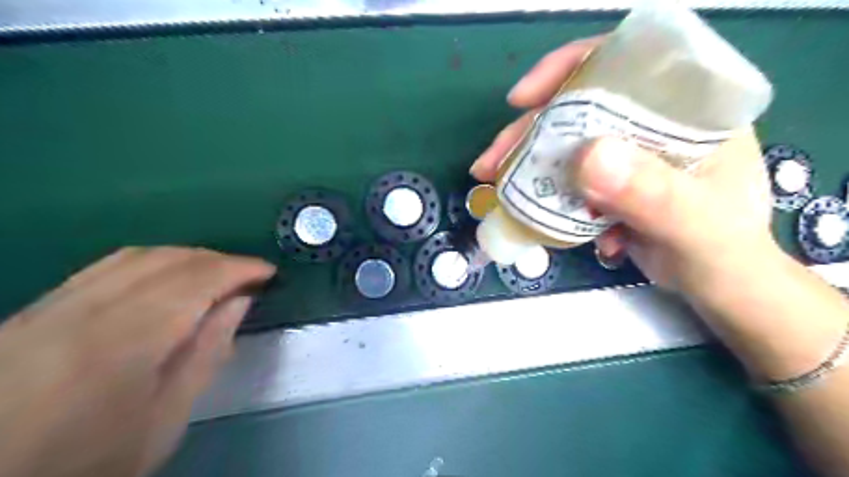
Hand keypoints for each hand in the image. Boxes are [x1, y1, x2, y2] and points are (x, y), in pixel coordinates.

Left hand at [0, 248, 275, 475]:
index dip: (240, 269)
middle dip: (218, 260)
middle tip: (248, 276)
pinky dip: (150, 261)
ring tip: (215, 273)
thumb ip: (207, 353)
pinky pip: (105, 266)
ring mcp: (53, 306)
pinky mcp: (34, 311)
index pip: (197, 281)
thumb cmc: (89, 461)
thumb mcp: (165, 419)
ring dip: (187, 257)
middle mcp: (85, 310)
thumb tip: (239, 303)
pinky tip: (166, 277)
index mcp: (124, 341)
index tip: (269, 272)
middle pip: (167, 260)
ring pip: (135, 256)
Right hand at [468, 36, 777, 301]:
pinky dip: (548, 195)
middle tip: (491, 163)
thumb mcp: (695, 224)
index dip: (568, 70)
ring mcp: (626, 154)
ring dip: (529, 167)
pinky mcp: (609, 183)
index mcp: (686, 110)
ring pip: (565, 145)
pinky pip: (566, 178)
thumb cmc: (722, 253)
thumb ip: (652, 193)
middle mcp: (651, 124)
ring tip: (498, 189)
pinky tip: (545, 219)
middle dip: (528, 132)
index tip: (523, 98)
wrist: (717, 286)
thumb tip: (587, 158)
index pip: (624, 63)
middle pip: (577, 108)